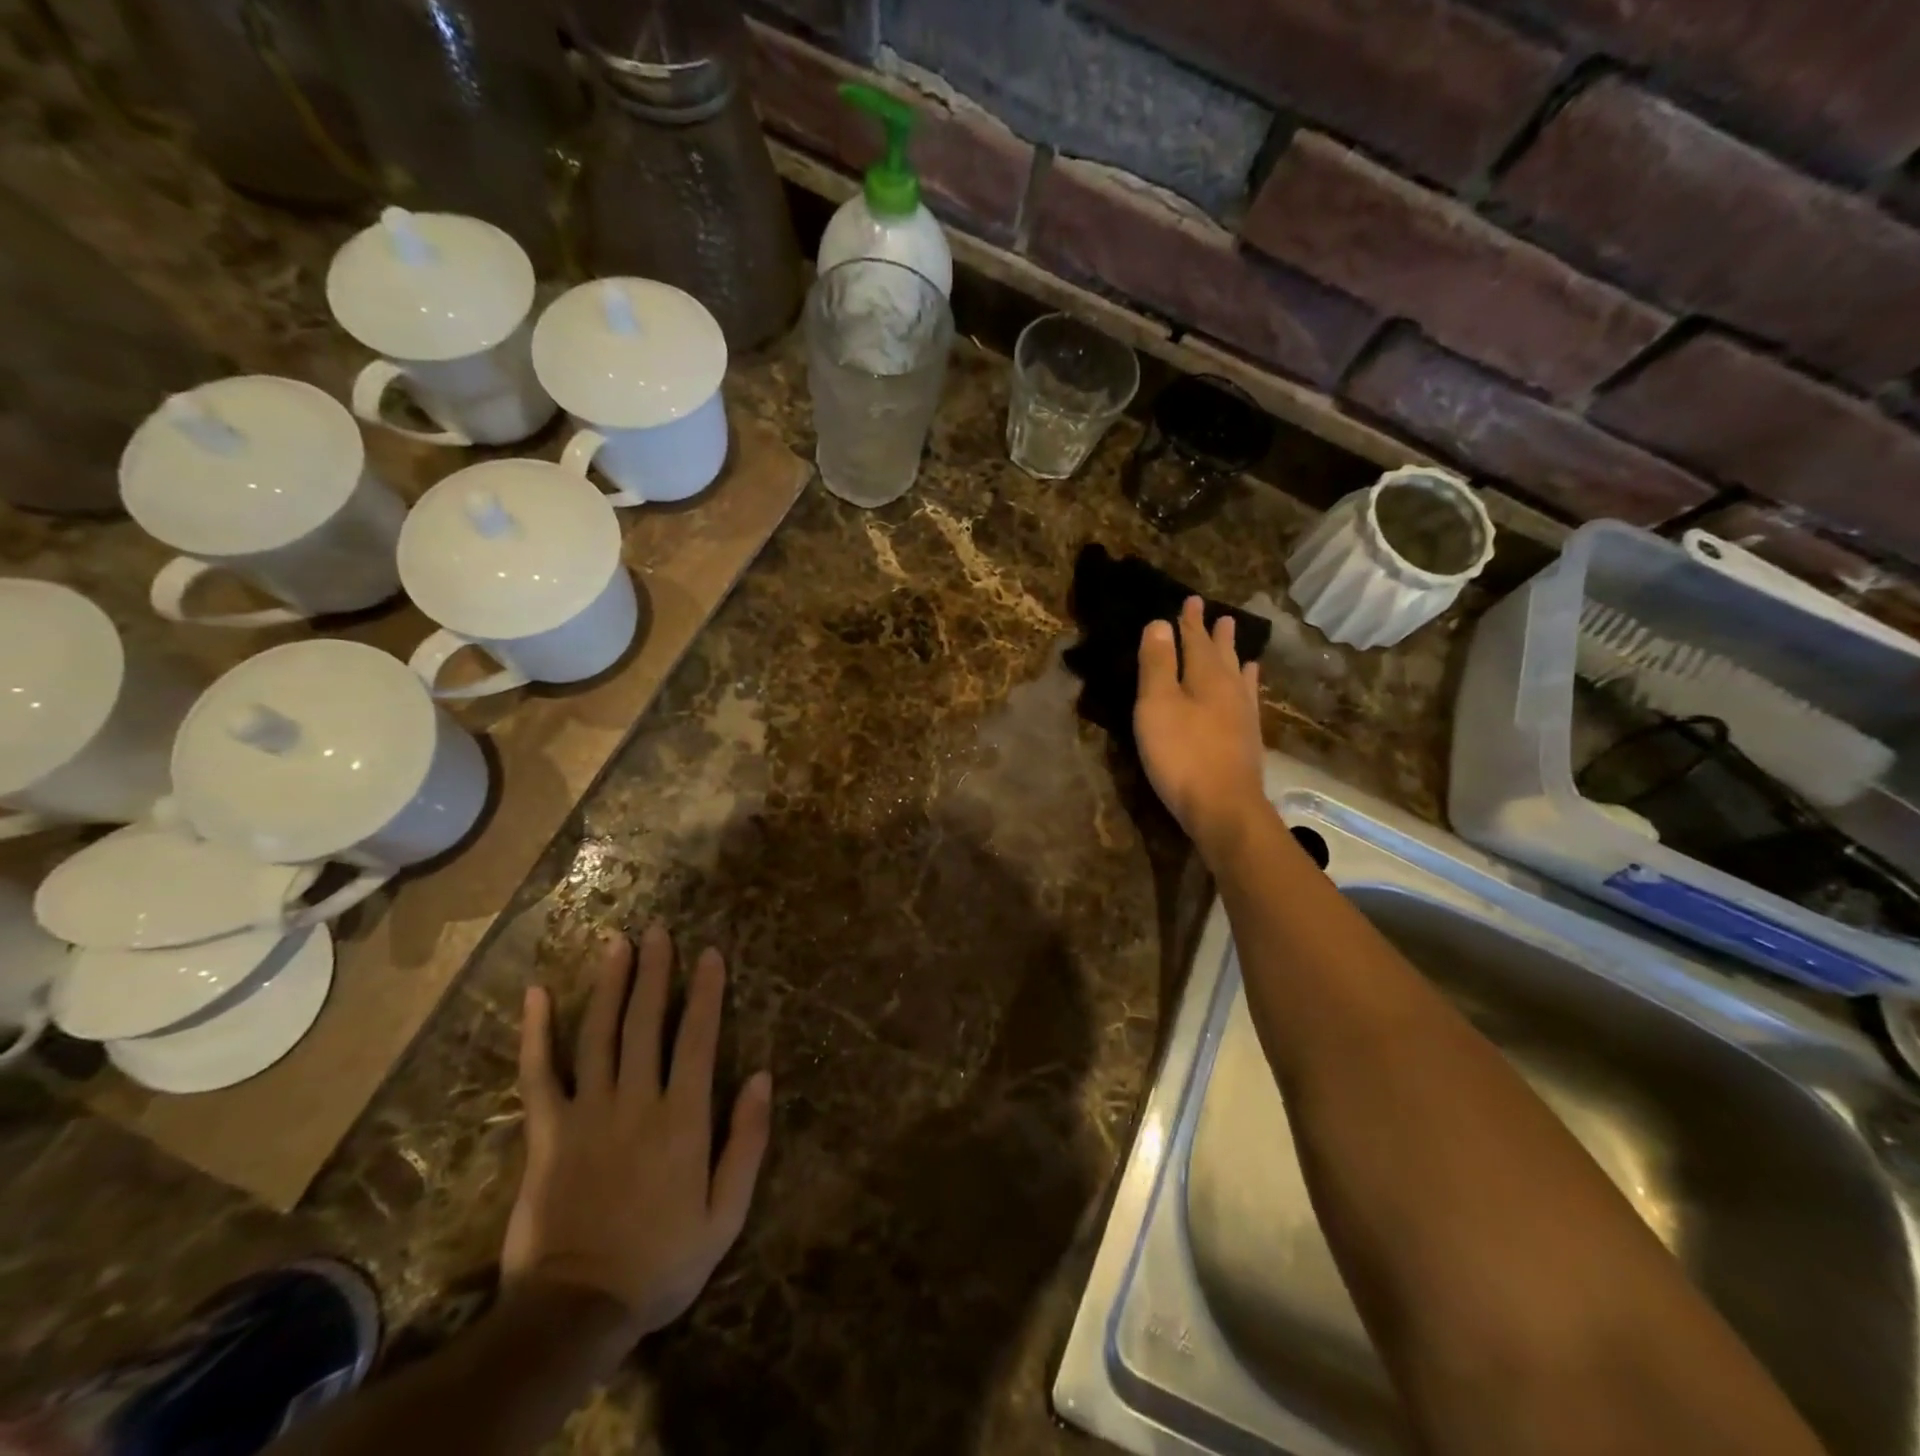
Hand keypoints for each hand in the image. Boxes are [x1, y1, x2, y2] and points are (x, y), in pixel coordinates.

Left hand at [503, 925, 772, 1341]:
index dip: (706, 992)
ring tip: (617, 943)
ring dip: (610, 984)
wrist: (577, 1311)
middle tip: (658, 930)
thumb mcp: (726, 1213)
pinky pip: (539, 1074)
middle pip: (647, 1022)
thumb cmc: (663, 1261)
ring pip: (600, 1034)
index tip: (710, 954)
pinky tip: (536, 994)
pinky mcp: (546, 1132)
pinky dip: (537, 1032)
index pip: (698, 1038)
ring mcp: (587, 1112)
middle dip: (655, 971)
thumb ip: (747, 1141)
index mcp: (683, 1117)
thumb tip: (763, 1076)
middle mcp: (636, 1100)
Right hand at [1134, 596, 1266, 856]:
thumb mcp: (1157, 705)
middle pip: (1220, 653)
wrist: (1223, 806)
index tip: (1190, 600)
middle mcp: (1229, 688)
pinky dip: (1247, 683)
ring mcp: (1243, 714)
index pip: (1195, 640)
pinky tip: (1249, 683)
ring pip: (1237, 673)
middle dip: (1213, 633)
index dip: (1189, 621)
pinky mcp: (1247, 738)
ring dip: (1233, 653)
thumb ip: (1157, 664)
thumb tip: (1159, 623)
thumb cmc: (1181, 754)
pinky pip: (1248, 697)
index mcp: (1205, 676)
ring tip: (1234, 637)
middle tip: (1217, 613)